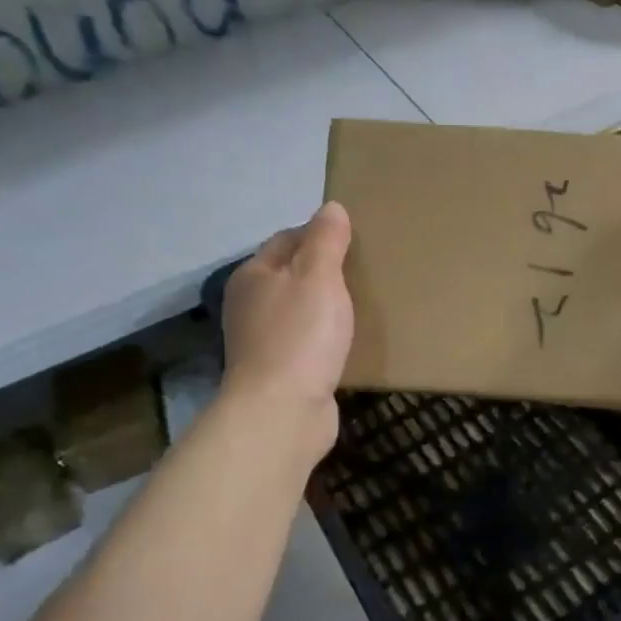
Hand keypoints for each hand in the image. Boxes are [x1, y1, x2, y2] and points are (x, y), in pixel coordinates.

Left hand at [220, 202, 353, 459]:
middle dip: (326, 271)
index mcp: (255, 275)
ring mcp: (263, 341)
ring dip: (328, 306)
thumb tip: (331, 208)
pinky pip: (308, 343)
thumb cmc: (300, 336)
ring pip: (301, 310)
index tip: (357, 239)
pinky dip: (327, 338)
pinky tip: (352, 341)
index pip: (288, 238)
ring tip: (366, 304)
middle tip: (368, 270)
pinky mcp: (281, 371)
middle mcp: (252, 305)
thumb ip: (326, 240)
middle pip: (293, 275)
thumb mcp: (318, 277)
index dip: (320, 234)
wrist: (282, 412)